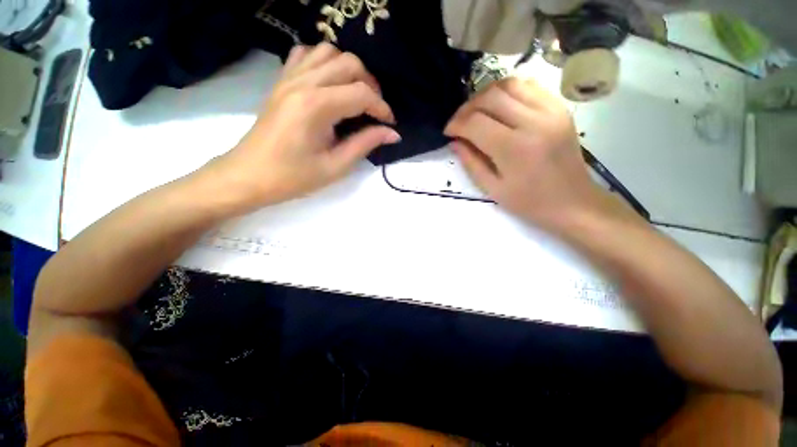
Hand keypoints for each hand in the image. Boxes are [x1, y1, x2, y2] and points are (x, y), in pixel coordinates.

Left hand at [206, 43, 399, 211]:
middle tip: (375, 111)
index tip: (390, 125)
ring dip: (349, 70)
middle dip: (370, 85)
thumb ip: (365, 144)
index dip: (382, 108)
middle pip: (349, 63)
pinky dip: (325, 63)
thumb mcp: (336, 166)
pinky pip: (306, 55)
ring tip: (356, 95)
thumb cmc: (293, 177)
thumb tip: (392, 133)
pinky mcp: (281, 81)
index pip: (361, 93)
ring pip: (329, 52)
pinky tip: (330, 84)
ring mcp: (289, 77)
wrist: (249, 175)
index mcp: (317, 106)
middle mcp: (303, 82)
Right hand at [444, 78, 633, 232]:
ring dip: (485, 95)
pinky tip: (499, 107)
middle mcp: (534, 122)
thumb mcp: (492, 188)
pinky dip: (507, 92)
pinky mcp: (560, 107)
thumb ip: (470, 162)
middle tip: (459, 123)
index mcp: (514, 149)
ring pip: (509, 84)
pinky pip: (528, 86)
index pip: (475, 122)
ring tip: (476, 112)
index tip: (448, 132)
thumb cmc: (529, 202)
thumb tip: (455, 141)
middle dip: (467, 108)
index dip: (456, 124)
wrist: (573, 202)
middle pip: (490, 97)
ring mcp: (551, 110)